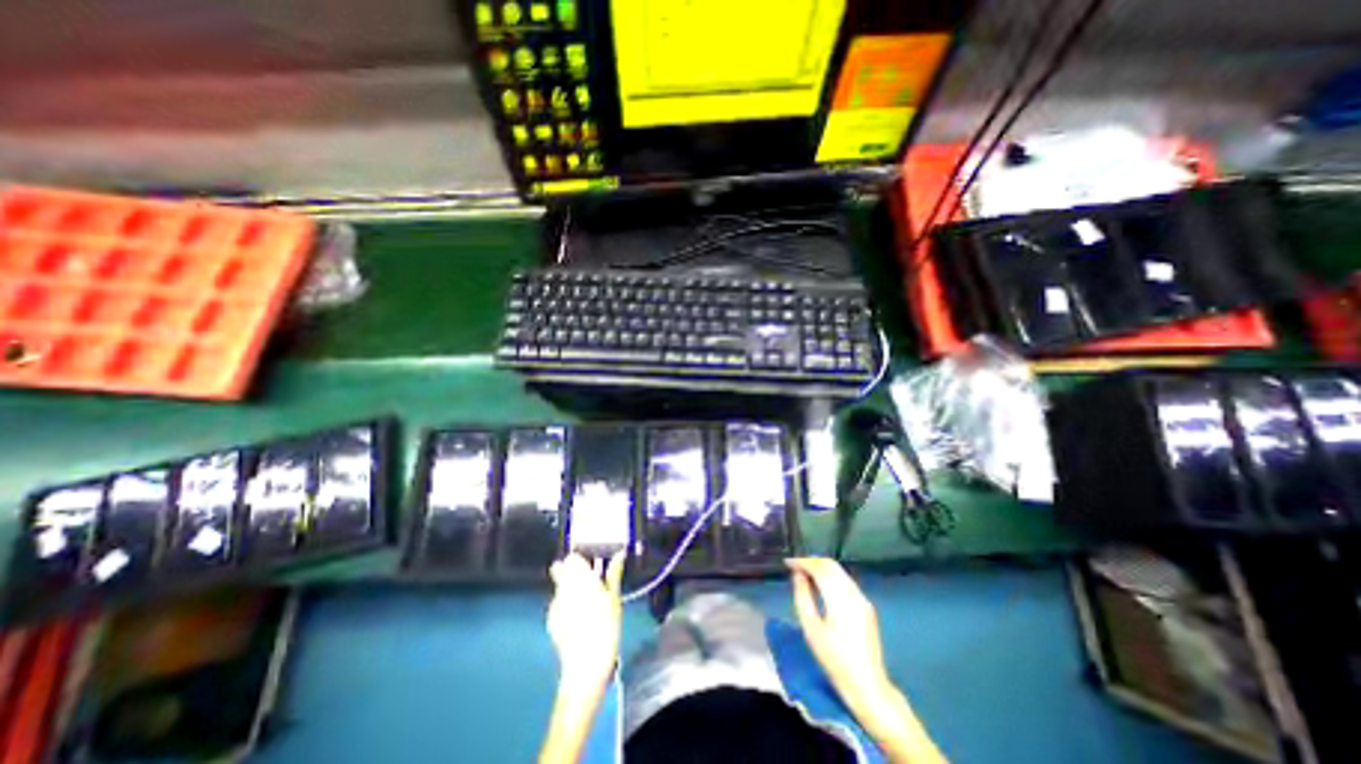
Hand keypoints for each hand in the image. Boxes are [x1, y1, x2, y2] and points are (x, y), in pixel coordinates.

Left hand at [546, 554, 623, 691]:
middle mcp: (564, 587)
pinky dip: (565, 605)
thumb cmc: (606, 627)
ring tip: (585, 602)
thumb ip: (614, 573)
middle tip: (587, 580)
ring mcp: (555, 605)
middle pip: (561, 570)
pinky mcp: (550, 621)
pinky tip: (577, 617)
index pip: (572, 558)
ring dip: (568, 589)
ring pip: (559, 587)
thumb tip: (620, 554)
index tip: (589, 564)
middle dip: (570, 572)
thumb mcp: (615, 598)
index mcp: (580, 578)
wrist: (586, 666)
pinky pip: (557, 604)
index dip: (579, 559)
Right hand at [788, 558, 896, 708]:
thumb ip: (802, 597)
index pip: (819, 568)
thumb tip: (798, 575)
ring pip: (840, 572)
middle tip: (795, 566)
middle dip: (812, 562)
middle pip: (831, 565)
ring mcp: (862, 599)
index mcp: (839, 598)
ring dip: (822, 568)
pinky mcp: (867, 606)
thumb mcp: (811, 629)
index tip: (788, 563)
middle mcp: (853, 593)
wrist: (867, 685)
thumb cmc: (834, 659)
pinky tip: (822, 586)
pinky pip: (846, 581)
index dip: (802, 562)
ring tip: (805, 574)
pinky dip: (832, 577)